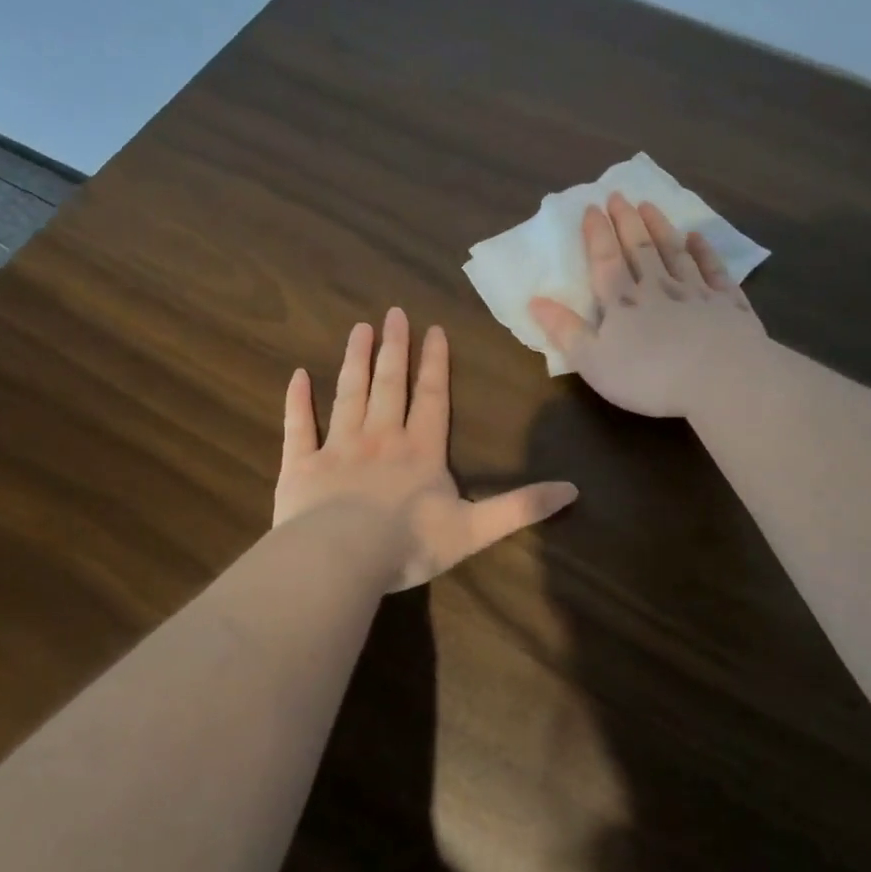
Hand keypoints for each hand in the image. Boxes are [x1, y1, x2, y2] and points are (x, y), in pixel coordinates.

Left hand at [273, 309, 578, 591]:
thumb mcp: (477, 529)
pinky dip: (297, 402)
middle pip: (389, 385)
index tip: (433, 329)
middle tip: (393, 313)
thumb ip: (522, 507)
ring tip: (359, 329)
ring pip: (348, 394)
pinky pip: (298, 427)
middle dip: (394, 348)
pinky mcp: (300, 466)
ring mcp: (337, 448)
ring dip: (354, 361)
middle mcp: (380, 439)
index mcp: (420, 451)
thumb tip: (574, 490)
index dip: (435, 364)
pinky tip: (296, 376)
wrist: (341, 558)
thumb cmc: (410, 544)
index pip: (431, 398)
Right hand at [529, 193, 768, 417]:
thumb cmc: (649, 376)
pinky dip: (704, 251)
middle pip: (640, 247)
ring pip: (674, 251)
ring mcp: (696, 292)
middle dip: (627, 220)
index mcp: (623, 302)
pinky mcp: (728, 303)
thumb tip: (534, 301)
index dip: (597, 234)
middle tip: (618, 195)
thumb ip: (565, 331)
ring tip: (650, 205)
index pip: (606, 260)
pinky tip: (698, 237)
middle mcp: (658, 287)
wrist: (720, 379)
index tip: (591, 207)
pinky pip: (713, 269)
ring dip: (660, 227)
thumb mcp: (593, 361)